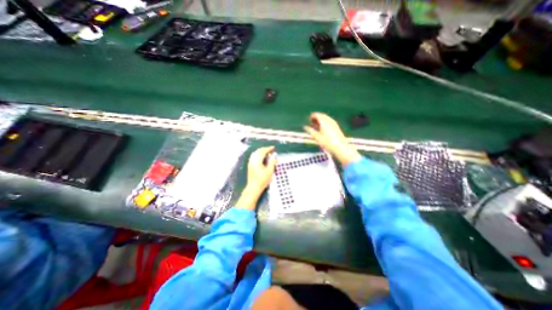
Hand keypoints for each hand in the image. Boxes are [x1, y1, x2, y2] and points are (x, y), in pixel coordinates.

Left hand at [235, 145, 275, 210]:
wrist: (253, 188)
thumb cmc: (262, 180)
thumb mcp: (269, 171)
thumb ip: (272, 162)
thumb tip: (274, 154)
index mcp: (257, 160)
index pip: (262, 151)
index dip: (268, 149)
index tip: (273, 148)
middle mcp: (252, 160)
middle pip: (258, 151)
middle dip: (264, 149)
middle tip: (271, 150)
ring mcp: (250, 163)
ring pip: (255, 153)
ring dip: (261, 152)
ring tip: (267, 153)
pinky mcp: (250, 166)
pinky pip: (254, 157)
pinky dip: (258, 155)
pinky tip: (262, 158)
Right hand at [301, 112, 363, 165]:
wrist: (340, 148)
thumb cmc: (327, 143)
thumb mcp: (317, 138)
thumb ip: (311, 131)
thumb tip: (305, 127)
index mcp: (324, 122)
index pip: (317, 115)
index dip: (312, 116)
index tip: (309, 119)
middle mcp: (329, 121)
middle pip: (322, 115)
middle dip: (316, 118)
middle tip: (312, 122)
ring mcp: (334, 123)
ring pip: (326, 118)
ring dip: (321, 120)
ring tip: (316, 125)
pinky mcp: (336, 127)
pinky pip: (329, 121)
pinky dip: (325, 122)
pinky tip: (323, 128)